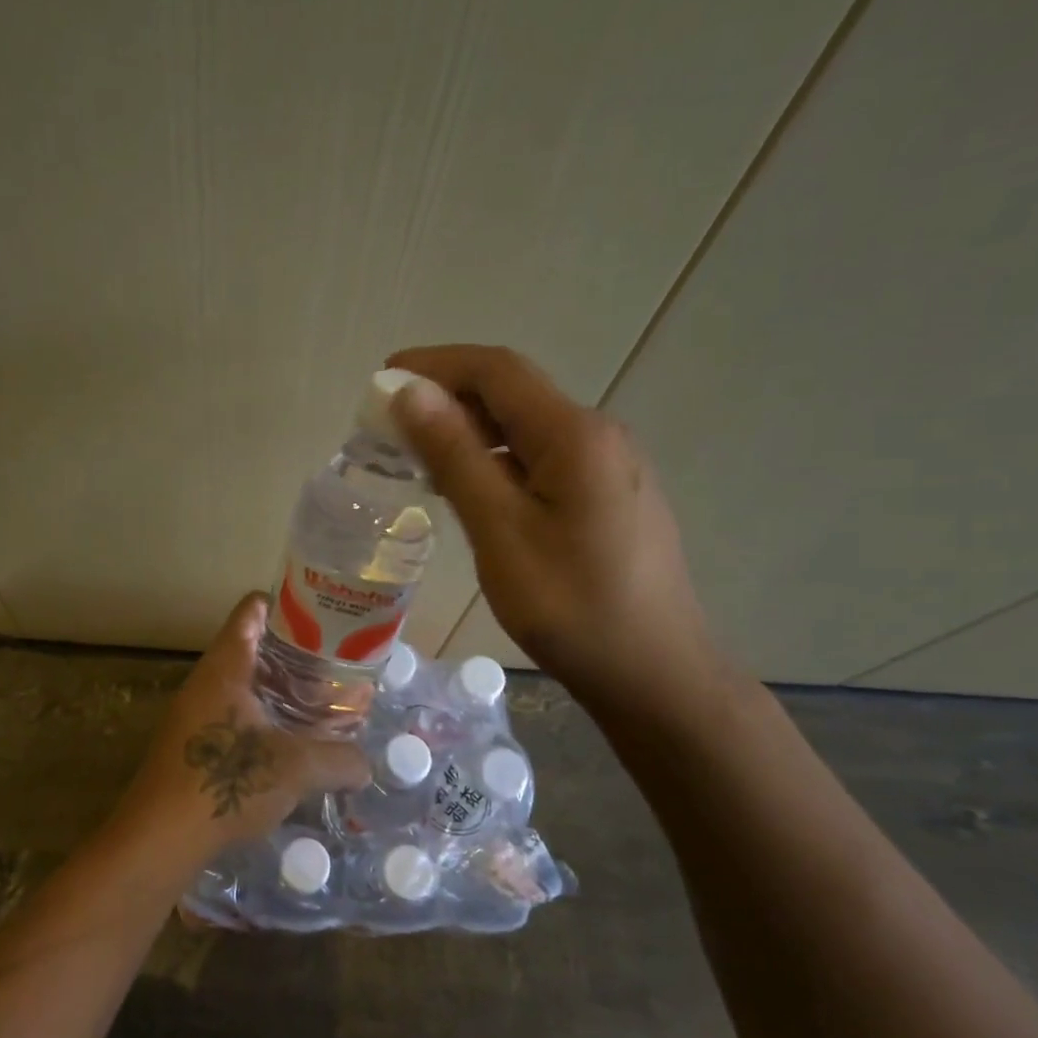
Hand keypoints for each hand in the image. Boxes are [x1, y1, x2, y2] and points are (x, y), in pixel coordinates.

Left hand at [109, 593, 368, 866]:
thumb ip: (339, 760)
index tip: (323, 615)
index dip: (287, 605)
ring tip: (323, 703)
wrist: (160, 838)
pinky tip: (293, 743)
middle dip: (296, 656)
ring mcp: (196, 713)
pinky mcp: (194, 744)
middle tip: (337, 665)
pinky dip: (266, 719)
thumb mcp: (295, 768)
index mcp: (226, 666)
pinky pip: (236, 716)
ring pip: (246, 686)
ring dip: (282, 691)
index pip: (253, 610)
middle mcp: (207, 681)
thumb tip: (366, 766)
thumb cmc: (227, 782)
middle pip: (254, 648)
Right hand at [387, 344, 723, 716]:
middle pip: (514, 393)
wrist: (654, 674)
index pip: (497, 370)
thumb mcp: (501, 531)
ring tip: (420, 455)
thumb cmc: (570, 607)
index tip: (382, 379)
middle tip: (391, 424)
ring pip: (528, 427)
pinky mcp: (611, 495)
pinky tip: (472, 488)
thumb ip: (456, 456)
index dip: (436, 364)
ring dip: (472, 429)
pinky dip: (498, 458)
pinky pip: (545, 457)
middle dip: (449, 395)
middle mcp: (599, 435)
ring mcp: (611, 466)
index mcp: (575, 435)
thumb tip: (411, 394)